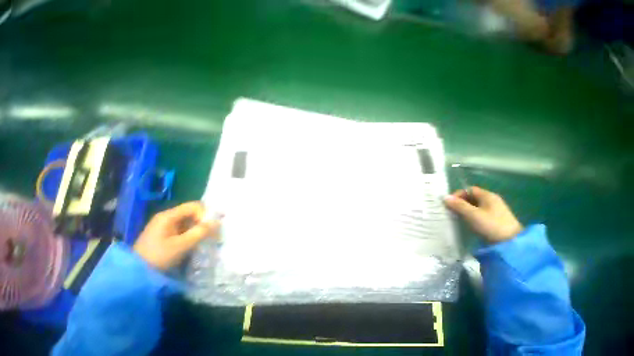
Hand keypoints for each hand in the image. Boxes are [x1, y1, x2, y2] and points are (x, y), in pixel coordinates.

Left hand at [133, 202, 220, 269]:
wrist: (136, 274)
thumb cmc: (158, 257)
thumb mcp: (181, 245)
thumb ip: (200, 232)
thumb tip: (218, 222)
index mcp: (169, 216)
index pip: (194, 206)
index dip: (205, 214)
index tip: (208, 228)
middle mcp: (168, 216)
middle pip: (193, 212)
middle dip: (204, 221)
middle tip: (210, 232)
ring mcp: (166, 224)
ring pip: (190, 220)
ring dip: (199, 227)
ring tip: (204, 238)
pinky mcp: (166, 233)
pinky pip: (185, 227)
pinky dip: (193, 232)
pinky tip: (195, 241)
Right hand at [444, 186, 522, 243]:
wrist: (511, 243)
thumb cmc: (491, 225)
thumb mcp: (472, 214)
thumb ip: (458, 205)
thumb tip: (444, 197)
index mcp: (488, 196)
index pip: (469, 189)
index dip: (458, 194)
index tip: (450, 203)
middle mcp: (491, 200)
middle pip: (471, 197)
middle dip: (460, 202)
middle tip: (451, 210)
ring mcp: (494, 210)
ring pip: (475, 206)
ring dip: (465, 209)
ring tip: (456, 216)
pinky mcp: (494, 219)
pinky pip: (479, 213)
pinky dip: (471, 215)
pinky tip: (467, 222)